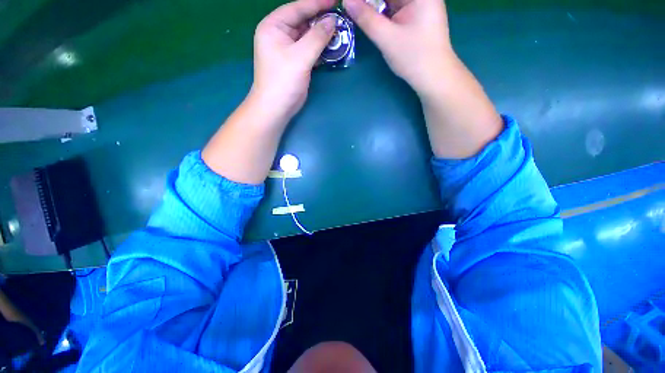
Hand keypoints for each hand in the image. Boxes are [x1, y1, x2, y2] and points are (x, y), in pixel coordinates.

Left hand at [251, 0, 336, 123]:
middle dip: (321, 20)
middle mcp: (280, 34)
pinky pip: (310, 50)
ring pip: (308, 36)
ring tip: (340, 32)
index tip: (336, 0)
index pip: (297, 8)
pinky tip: (333, 47)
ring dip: (323, 35)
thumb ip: (317, 37)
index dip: (317, 3)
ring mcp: (288, 49)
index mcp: (274, 26)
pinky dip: (321, 49)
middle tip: (340, 18)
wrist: (276, 108)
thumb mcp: (300, 57)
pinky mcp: (296, 62)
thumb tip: (333, 21)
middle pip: (303, 21)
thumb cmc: (283, 80)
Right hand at [342, 0, 453, 97]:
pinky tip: (369, 14)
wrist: (433, 76)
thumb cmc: (414, 57)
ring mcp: (418, 3)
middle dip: (371, 2)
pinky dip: (381, 10)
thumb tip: (347, 1)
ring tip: (358, 10)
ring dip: (374, 5)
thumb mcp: (387, 38)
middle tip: (353, 7)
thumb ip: (366, 18)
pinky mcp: (414, 15)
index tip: (352, 3)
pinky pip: (394, 6)